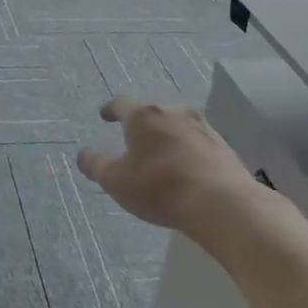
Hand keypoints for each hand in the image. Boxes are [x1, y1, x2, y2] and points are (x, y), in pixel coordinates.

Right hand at [77, 97, 255, 234]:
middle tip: (132, 139)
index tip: (104, 116)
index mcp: (144, 115)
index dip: (110, 110)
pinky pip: (196, 142)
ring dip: (166, 136)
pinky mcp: (223, 145)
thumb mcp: (116, 181)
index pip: (121, 104)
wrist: (222, 203)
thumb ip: (96, 165)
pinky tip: (185, 167)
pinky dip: (186, 149)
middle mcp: (174, 112)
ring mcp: (203, 126)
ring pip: (177, 125)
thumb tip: (84, 155)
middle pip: (152, 112)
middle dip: (141, 124)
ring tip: (160, 154)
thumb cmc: (160, 187)